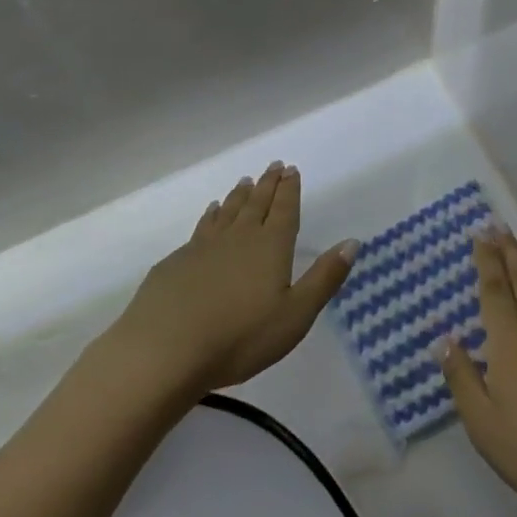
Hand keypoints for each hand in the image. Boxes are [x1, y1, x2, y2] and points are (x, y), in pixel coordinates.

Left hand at [111, 162, 357, 394]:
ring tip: (245, 181)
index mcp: (271, 247)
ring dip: (239, 195)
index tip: (291, 169)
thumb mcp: (295, 315)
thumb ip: (324, 278)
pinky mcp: (177, 261)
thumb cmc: (240, 337)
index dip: (290, 190)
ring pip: (227, 211)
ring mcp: (204, 247)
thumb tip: (352, 242)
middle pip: (256, 203)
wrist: (164, 350)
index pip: (284, 210)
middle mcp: (239, 237)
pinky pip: (202, 227)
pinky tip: (210, 212)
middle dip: (268, 184)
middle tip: (273, 166)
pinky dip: (211, 215)